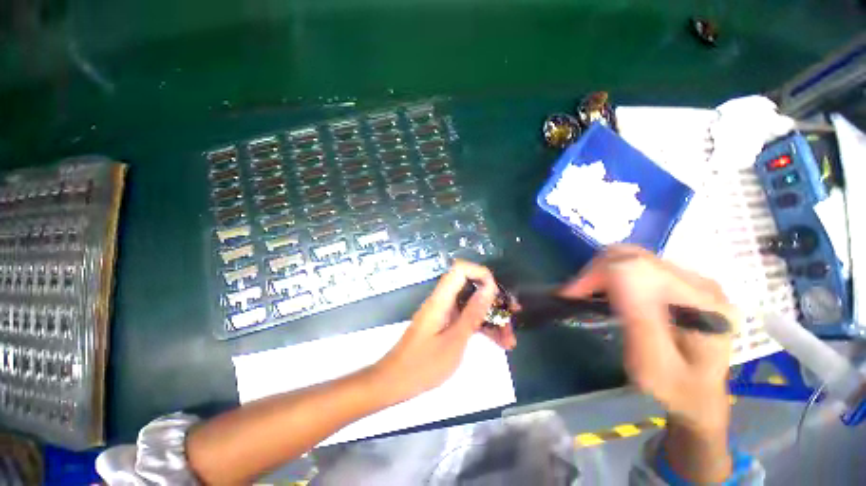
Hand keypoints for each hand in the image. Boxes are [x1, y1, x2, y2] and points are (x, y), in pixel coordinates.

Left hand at [373, 260, 516, 400]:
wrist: (396, 381)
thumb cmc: (424, 364)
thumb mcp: (454, 340)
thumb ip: (472, 313)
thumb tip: (489, 288)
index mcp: (442, 299)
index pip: (461, 269)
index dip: (481, 274)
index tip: (497, 292)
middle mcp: (443, 301)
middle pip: (471, 288)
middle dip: (494, 300)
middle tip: (514, 315)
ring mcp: (445, 312)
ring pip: (472, 305)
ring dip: (492, 318)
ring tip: (510, 340)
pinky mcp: (446, 324)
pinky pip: (467, 318)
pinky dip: (482, 328)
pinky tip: (499, 343)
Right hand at [560, 245, 735, 433]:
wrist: (698, 398)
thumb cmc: (675, 391)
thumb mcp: (653, 366)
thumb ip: (640, 320)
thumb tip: (617, 272)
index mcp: (703, 304)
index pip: (640, 264)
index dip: (599, 272)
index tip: (572, 294)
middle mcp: (702, 284)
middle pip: (636, 256)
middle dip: (597, 271)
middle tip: (576, 294)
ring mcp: (693, 280)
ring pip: (633, 257)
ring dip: (603, 272)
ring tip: (587, 293)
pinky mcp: (681, 282)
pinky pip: (637, 265)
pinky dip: (612, 274)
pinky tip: (606, 292)